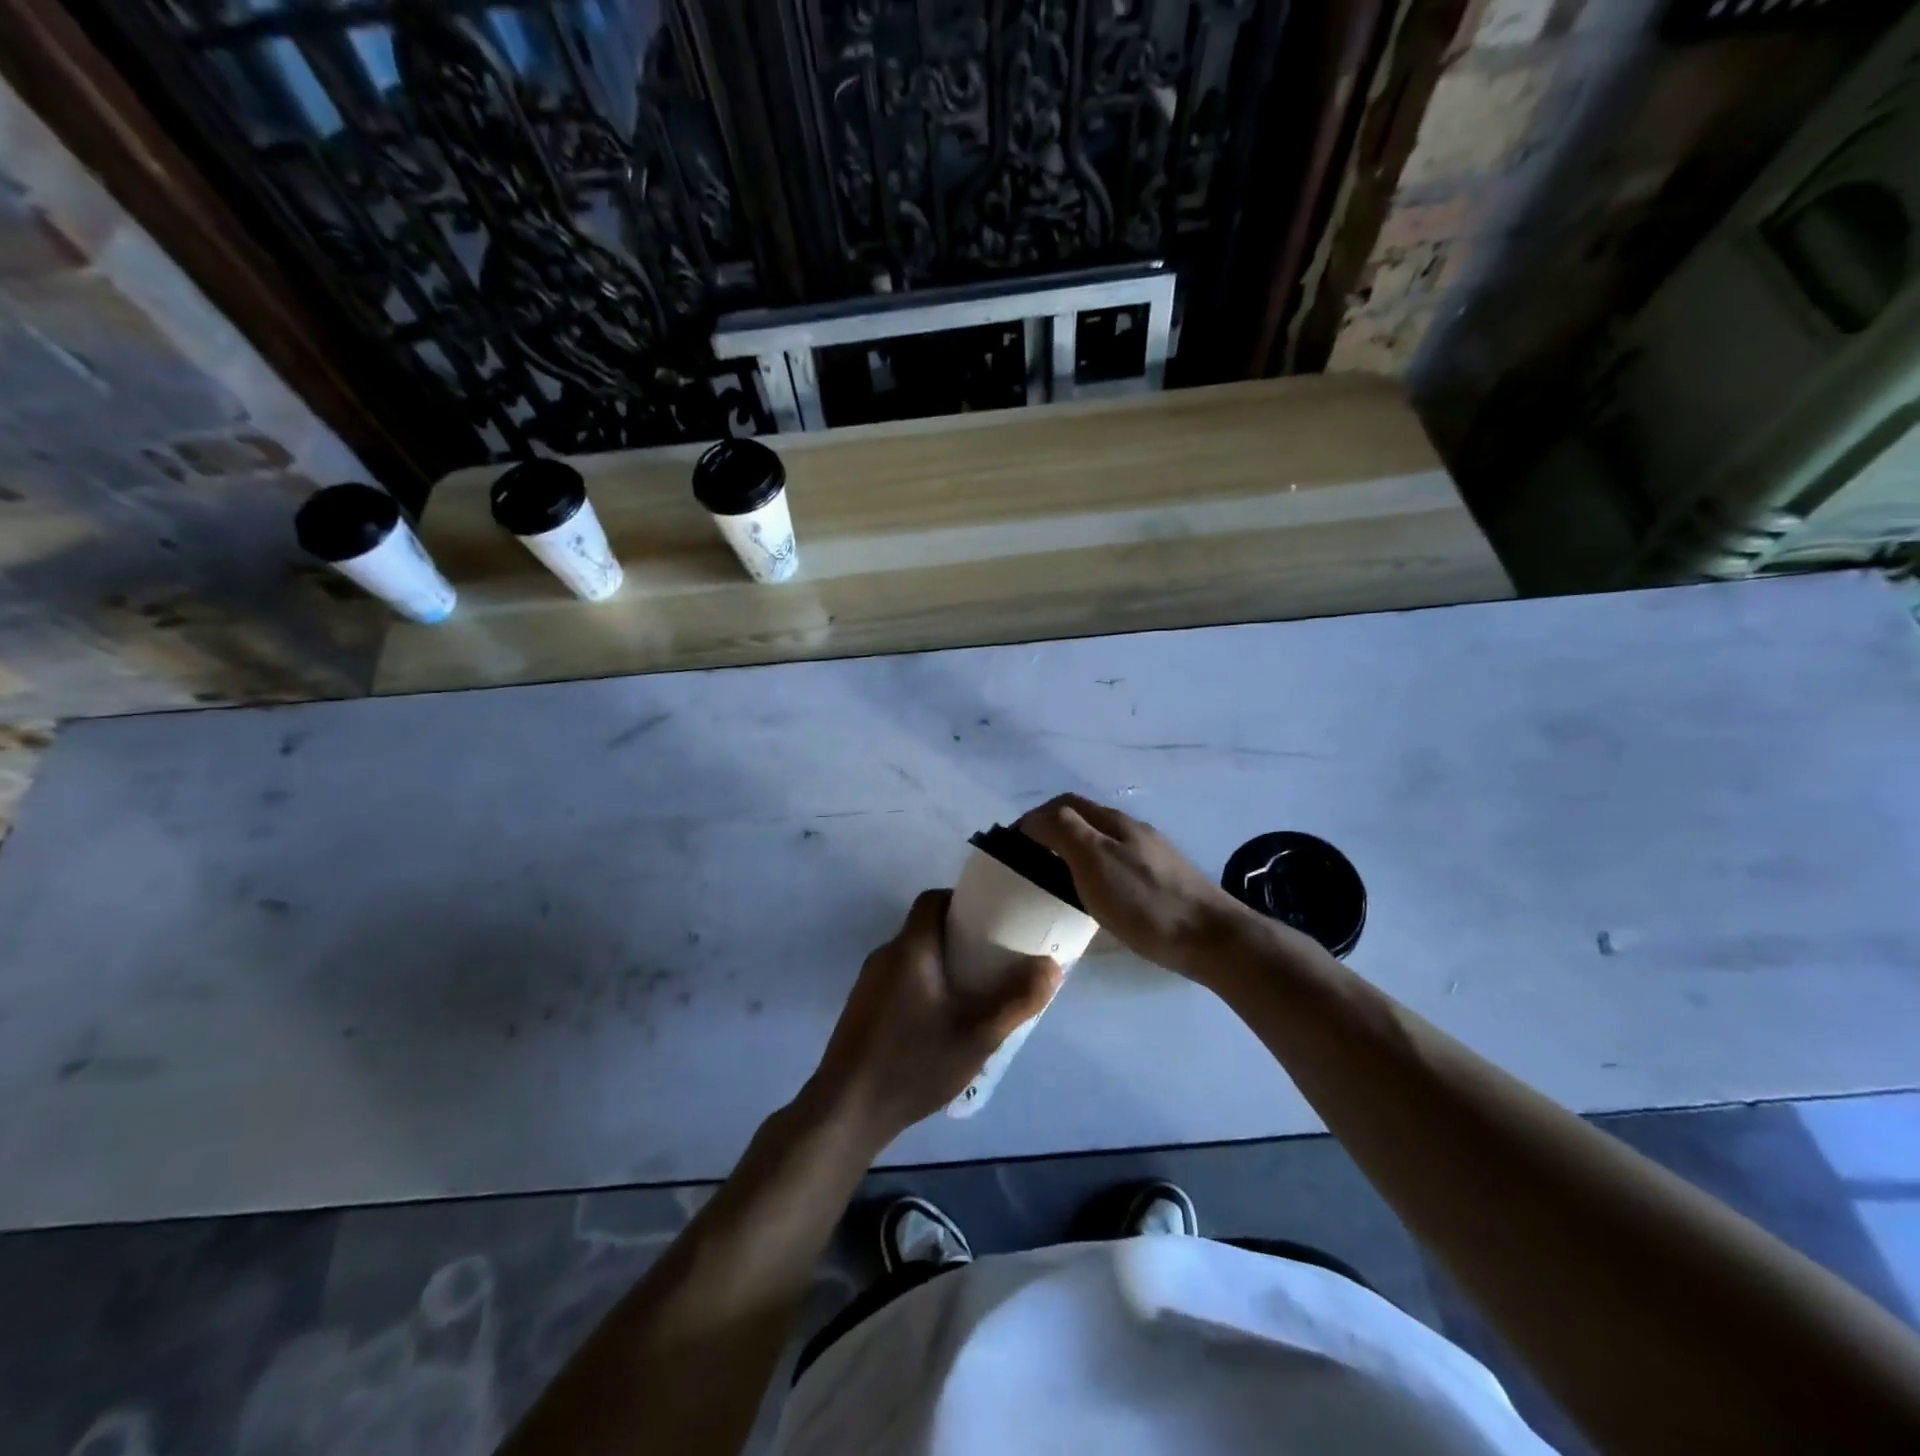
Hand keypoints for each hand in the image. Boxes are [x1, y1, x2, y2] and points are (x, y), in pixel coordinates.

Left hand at [809, 890, 1061, 1147]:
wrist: (847, 1110)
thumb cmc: (914, 1063)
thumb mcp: (977, 1035)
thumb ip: (1017, 1000)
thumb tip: (1051, 965)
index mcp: (910, 949)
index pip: (932, 901)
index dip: (962, 902)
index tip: (992, 921)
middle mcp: (885, 956)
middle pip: (926, 929)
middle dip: (961, 939)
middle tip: (994, 963)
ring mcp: (869, 984)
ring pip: (914, 959)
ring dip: (944, 967)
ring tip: (975, 995)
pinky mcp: (863, 1010)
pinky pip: (901, 982)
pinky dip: (925, 988)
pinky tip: (942, 1024)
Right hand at [1019, 793, 1258, 981]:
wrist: (1212, 939)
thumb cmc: (1146, 901)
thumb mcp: (1095, 861)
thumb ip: (1064, 831)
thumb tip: (1037, 818)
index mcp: (1114, 822)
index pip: (1065, 804)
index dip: (1035, 818)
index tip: (1012, 846)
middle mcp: (1133, 831)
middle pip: (1084, 820)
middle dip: (1052, 832)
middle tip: (1029, 864)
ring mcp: (1151, 856)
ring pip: (1102, 844)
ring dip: (1073, 853)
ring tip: (1055, 882)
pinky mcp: (1163, 882)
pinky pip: (1117, 866)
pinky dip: (1094, 873)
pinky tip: (1094, 899)